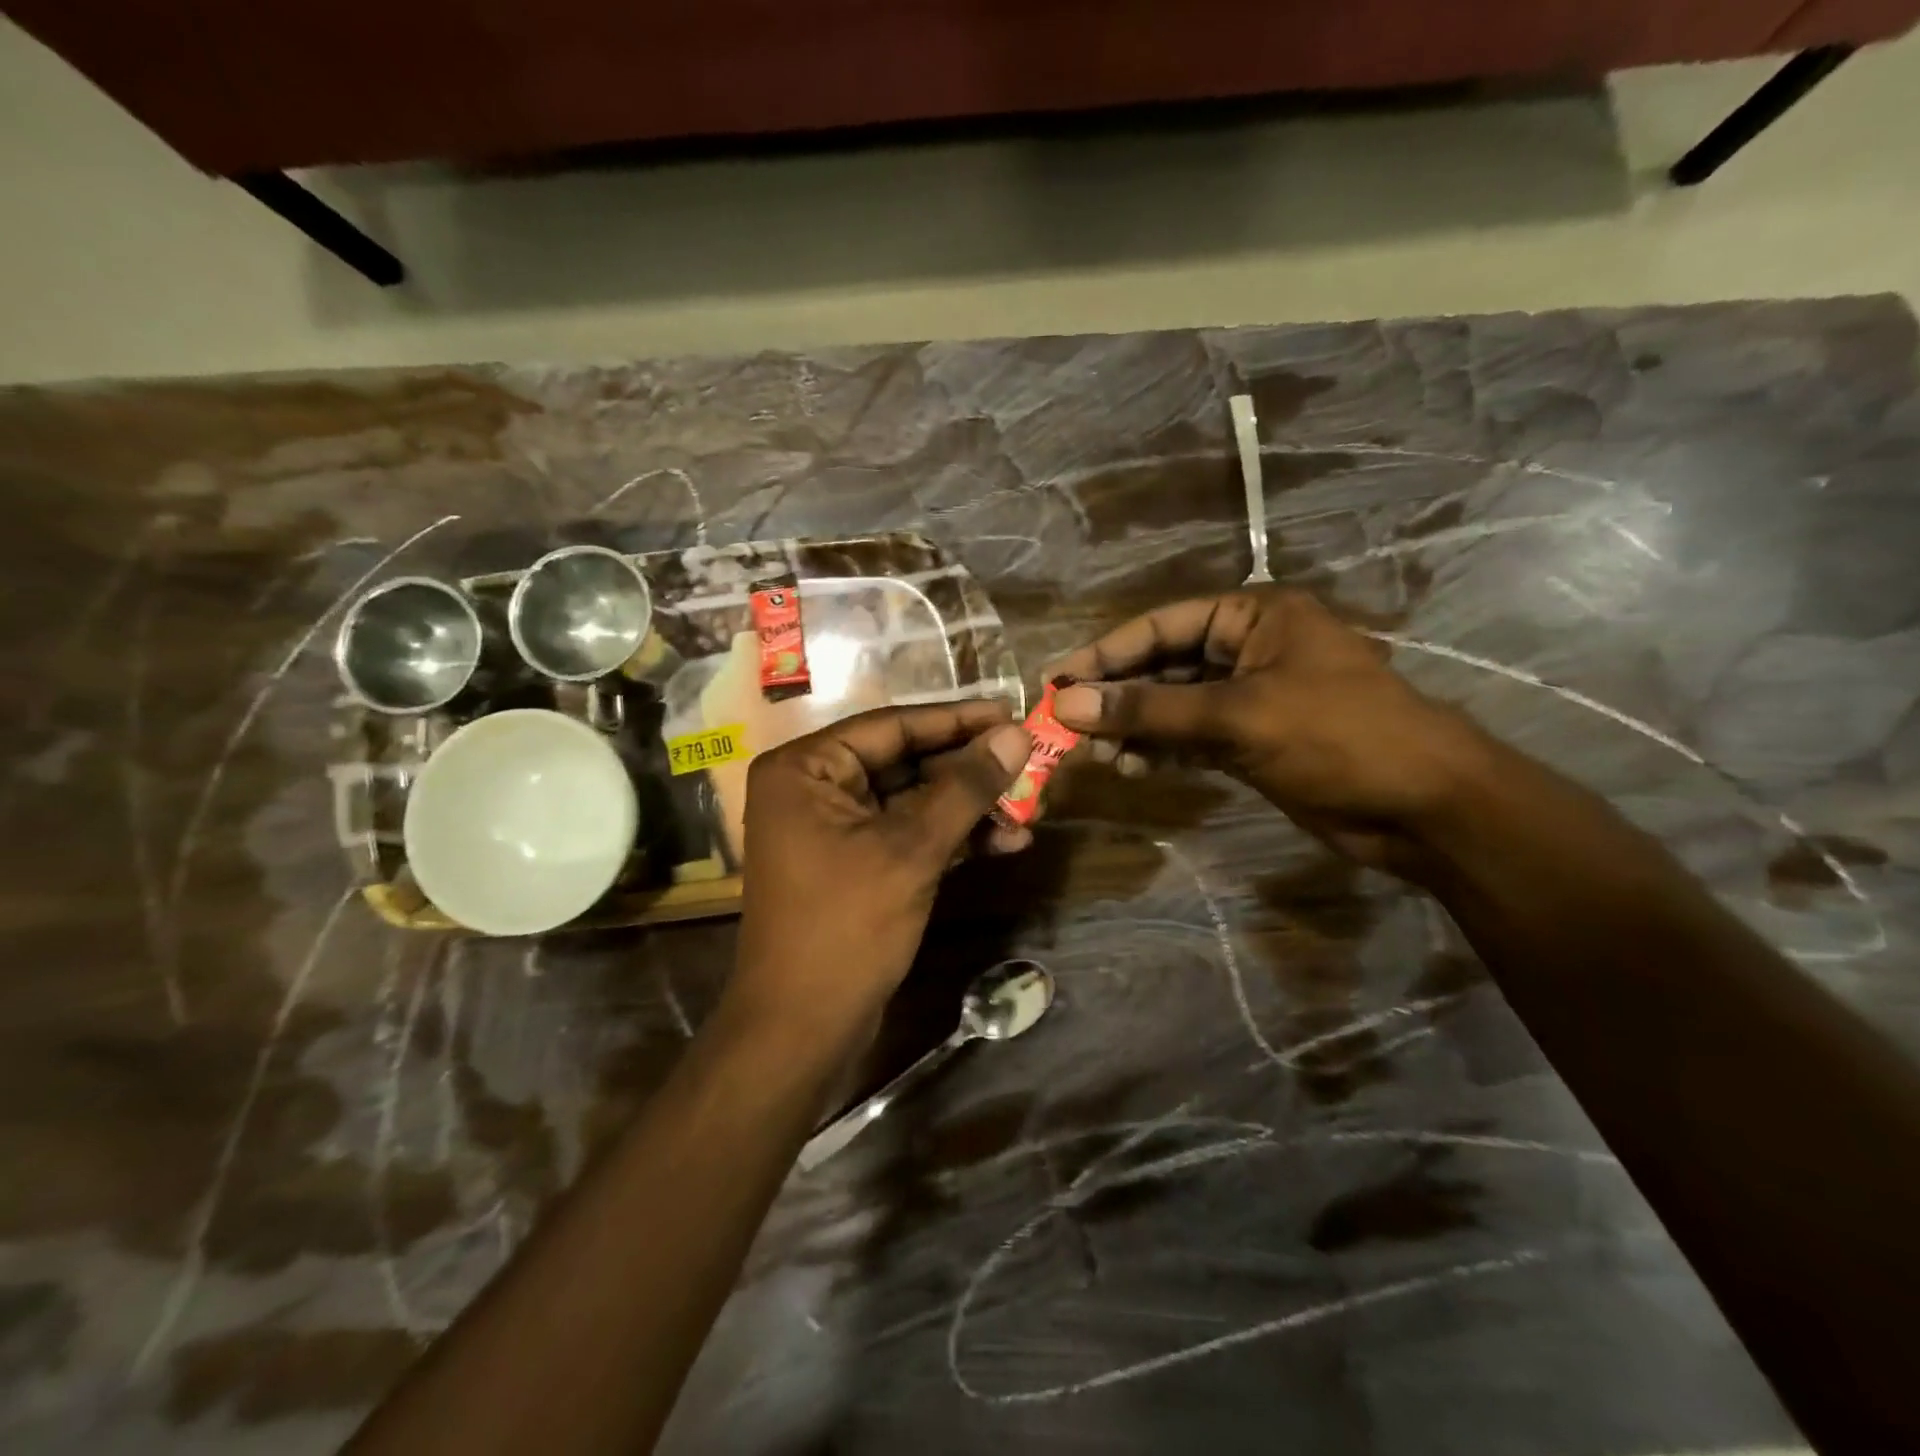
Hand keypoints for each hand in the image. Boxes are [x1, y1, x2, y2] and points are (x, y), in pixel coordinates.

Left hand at [727, 701, 1029, 1040]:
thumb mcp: (912, 849)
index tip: (1013, 712)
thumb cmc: (846, 927)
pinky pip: (909, 833)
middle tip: (1031, 763)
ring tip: (1031, 810)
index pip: (893, 726)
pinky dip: (953, 837)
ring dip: (970, 807)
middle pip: (906, 761)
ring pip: (914, 800)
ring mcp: (834, 828)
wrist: (803, 1030)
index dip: (958, 720)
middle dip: (970, 770)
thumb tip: (1017, 733)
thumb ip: (965, 787)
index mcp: (806, 768)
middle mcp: (814, 787)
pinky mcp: (856, 863)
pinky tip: (1006, 843)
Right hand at [1048, 589, 1495, 875]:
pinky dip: (1160, 750)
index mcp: (1253, 617)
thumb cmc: (1338, 736)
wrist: (1424, 806)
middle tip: (1066, 726)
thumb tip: (1069, 705)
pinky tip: (1130, 767)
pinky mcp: (1252, 739)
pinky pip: (1190, 736)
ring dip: (1133, 727)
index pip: (1160, 626)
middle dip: (1116, 696)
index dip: (1104, 655)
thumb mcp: (1237, 716)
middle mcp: (1247, 648)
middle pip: (1162, 665)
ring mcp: (1250, 696)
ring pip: (1172, 705)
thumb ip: (1150, 710)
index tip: (1055, 683)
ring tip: (1096, 755)